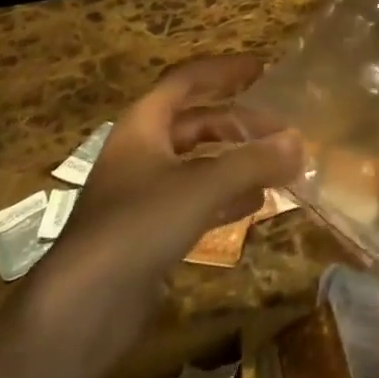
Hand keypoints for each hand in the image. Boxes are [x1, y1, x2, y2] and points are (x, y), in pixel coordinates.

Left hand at [30, 56, 300, 365]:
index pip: (186, 81)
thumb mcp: (202, 185)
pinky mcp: (147, 233)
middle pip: (196, 123)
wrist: (80, 308)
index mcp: (144, 125)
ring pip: (197, 164)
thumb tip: (298, 142)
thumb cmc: (138, 225)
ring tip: (275, 165)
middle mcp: (141, 152)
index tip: (262, 69)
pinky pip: (194, 201)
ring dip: (235, 161)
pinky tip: (254, 205)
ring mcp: (142, 194)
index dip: (224, 71)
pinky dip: (224, 197)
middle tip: (279, 130)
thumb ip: (252, 161)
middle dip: (238, 123)